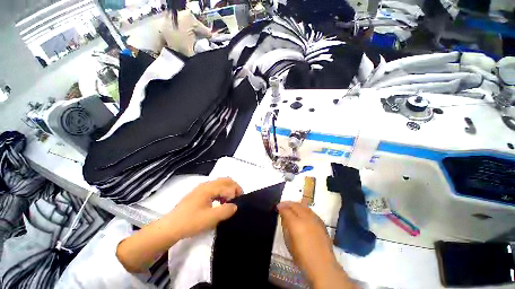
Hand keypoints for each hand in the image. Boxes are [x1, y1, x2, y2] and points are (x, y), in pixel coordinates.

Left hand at [166, 178, 242, 238]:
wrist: (170, 227)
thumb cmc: (190, 222)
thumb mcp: (210, 218)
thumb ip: (226, 211)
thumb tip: (235, 206)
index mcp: (209, 188)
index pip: (228, 185)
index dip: (236, 193)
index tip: (238, 204)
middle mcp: (206, 184)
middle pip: (225, 180)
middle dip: (234, 187)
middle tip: (238, 198)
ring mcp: (202, 188)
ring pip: (220, 183)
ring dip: (228, 189)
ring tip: (230, 201)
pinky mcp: (198, 193)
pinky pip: (215, 187)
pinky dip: (221, 191)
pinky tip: (220, 202)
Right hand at [278, 201, 352, 287]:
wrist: (323, 265)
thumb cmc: (302, 257)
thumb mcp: (288, 243)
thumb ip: (285, 227)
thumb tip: (284, 217)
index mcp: (296, 223)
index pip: (286, 210)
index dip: (281, 207)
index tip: (277, 207)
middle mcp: (305, 218)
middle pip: (295, 205)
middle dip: (287, 203)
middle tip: (283, 205)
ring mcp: (314, 219)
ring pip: (303, 206)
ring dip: (296, 204)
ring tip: (292, 206)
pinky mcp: (321, 222)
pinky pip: (310, 211)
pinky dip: (304, 209)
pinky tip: (302, 212)